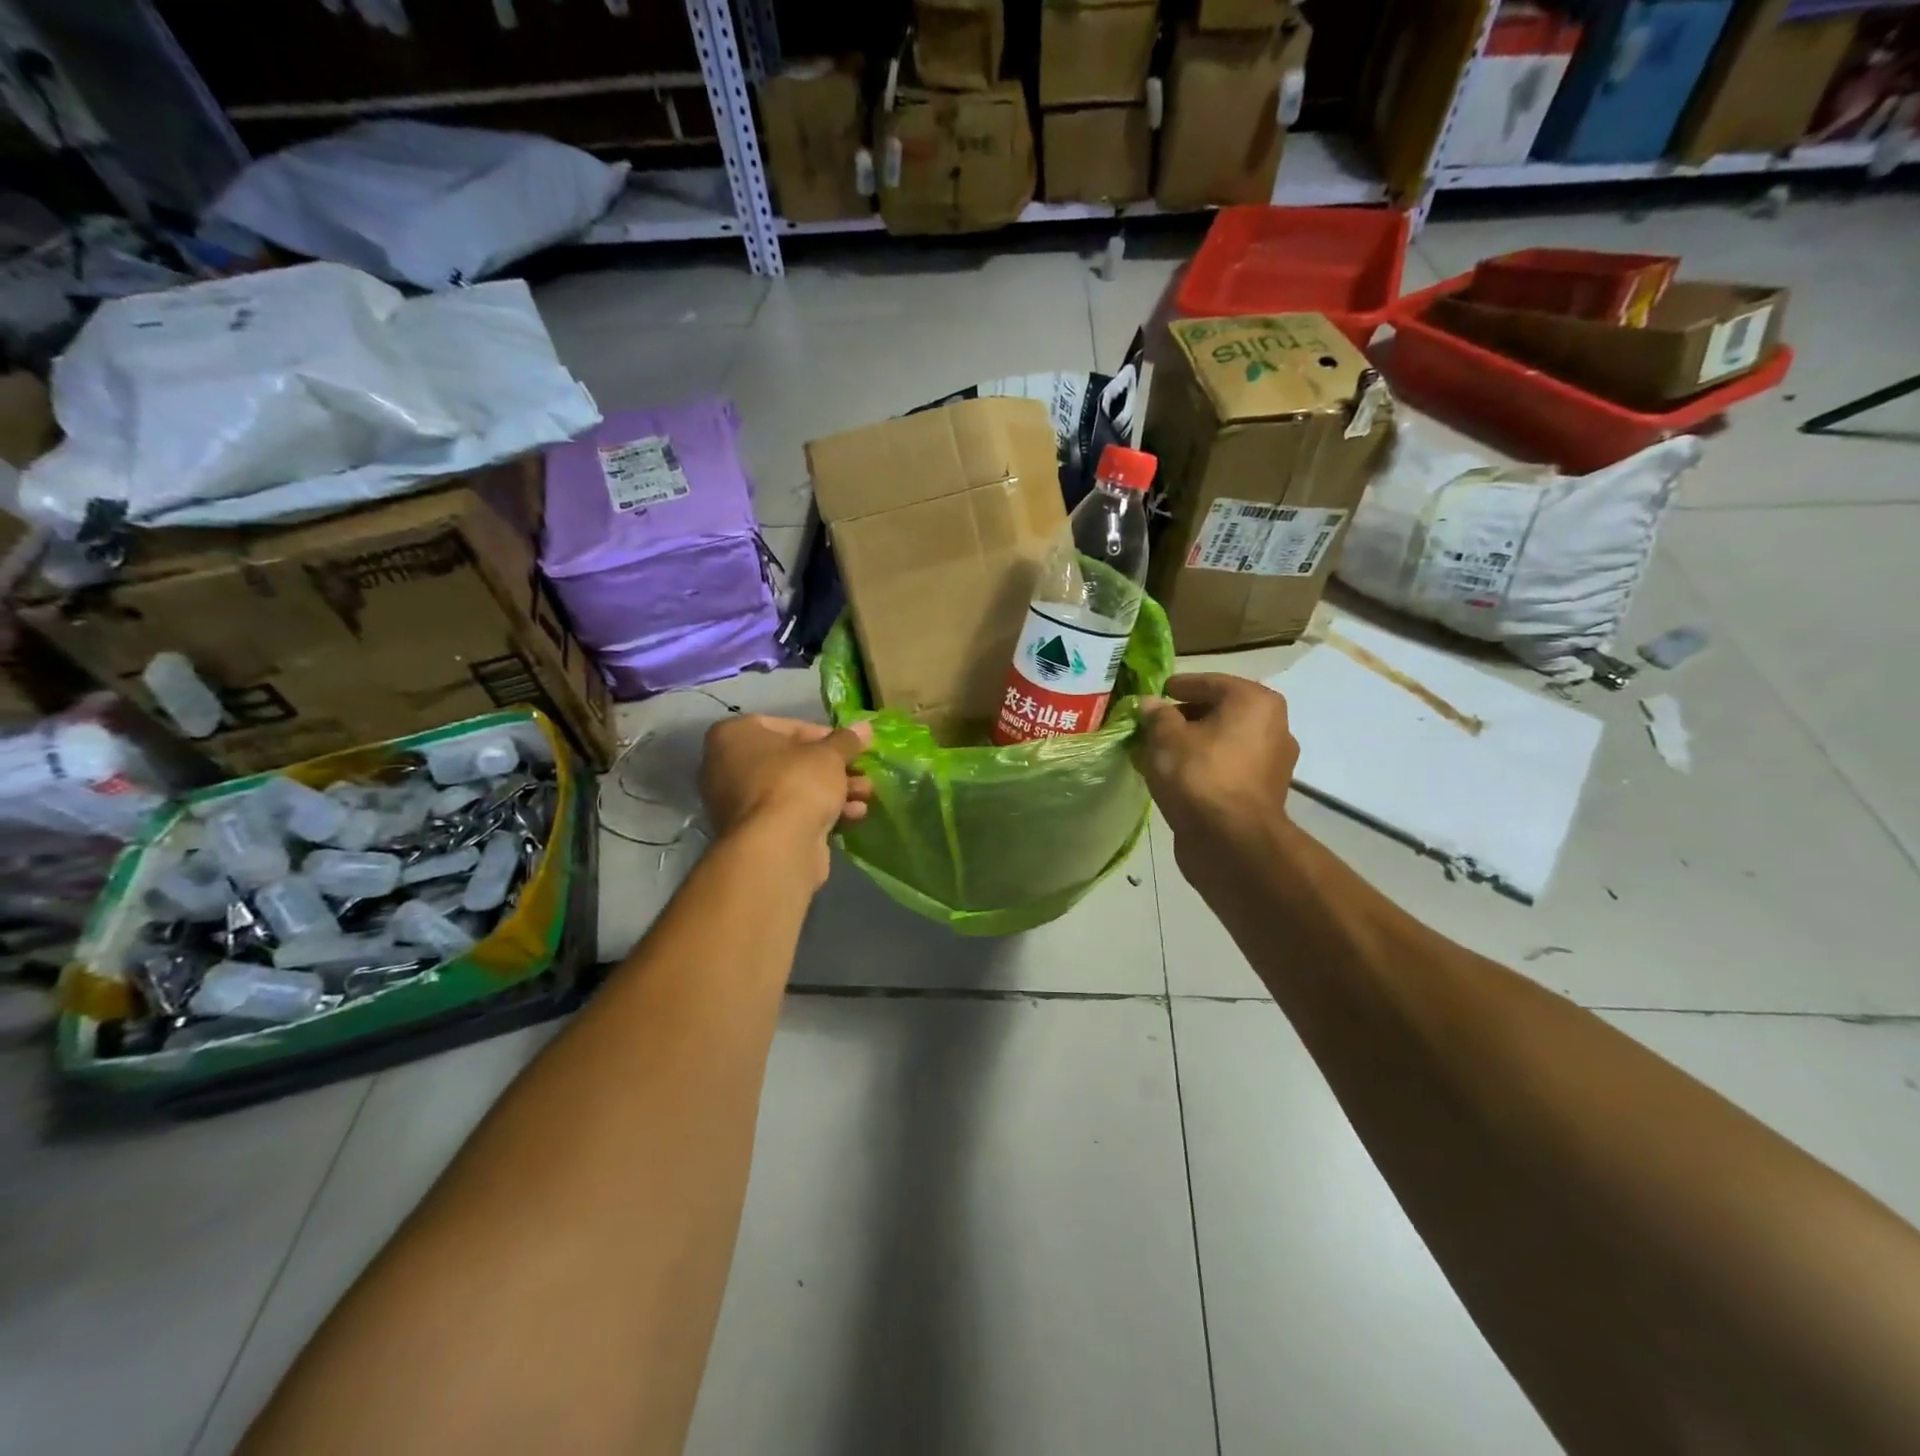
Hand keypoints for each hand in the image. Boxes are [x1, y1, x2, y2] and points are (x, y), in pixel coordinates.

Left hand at [699, 715, 872, 882]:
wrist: (777, 847)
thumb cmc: (796, 783)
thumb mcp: (829, 755)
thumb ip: (846, 740)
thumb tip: (864, 727)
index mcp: (734, 735)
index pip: (786, 726)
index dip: (824, 735)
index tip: (849, 746)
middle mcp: (726, 766)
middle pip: (792, 761)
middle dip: (832, 768)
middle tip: (862, 772)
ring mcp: (738, 803)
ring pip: (794, 789)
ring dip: (833, 790)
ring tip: (866, 794)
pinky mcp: (754, 833)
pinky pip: (790, 814)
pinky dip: (820, 812)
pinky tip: (852, 816)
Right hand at [1134, 674, 1298, 869]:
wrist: (1231, 841)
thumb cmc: (1199, 775)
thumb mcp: (1166, 738)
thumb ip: (1156, 716)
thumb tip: (1149, 704)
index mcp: (1254, 702)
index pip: (1210, 682)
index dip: (1179, 686)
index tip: (1157, 692)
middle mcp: (1273, 726)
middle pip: (1220, 712)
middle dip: (1184, 717)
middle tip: (1152, 725)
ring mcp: (1272, 762)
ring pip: (1223, 742)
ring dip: (1192, 744)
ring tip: (1157, 752)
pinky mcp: (1263, 792)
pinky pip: (1227, 767)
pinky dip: (1203, 766)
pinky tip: (1175, 776)